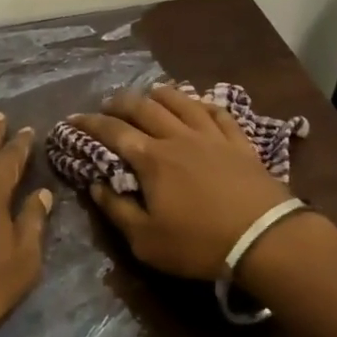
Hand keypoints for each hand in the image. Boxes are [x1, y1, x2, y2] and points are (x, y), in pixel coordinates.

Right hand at [71, 84, 294, 280]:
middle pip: (145, 108)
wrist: (262, 236)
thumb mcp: (146, 241)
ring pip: (181, 102)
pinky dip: (203, 104)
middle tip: (109, 104)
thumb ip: (117, 210)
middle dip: (121, 102)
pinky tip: (198, 103)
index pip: (114, 132)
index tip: (73, 118)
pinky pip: (218, 113)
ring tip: (149, 94)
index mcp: (152, 159)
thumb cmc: (199, 243)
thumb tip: (95, 185)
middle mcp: (178, 137)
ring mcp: (211, 135)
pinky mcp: (238, 141)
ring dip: (160, 94)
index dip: (90, 123)